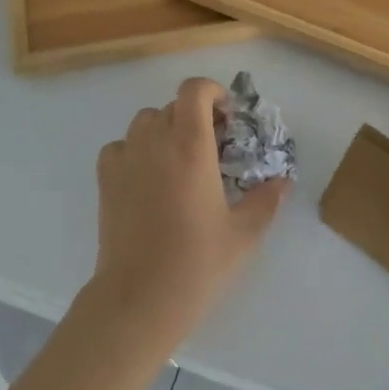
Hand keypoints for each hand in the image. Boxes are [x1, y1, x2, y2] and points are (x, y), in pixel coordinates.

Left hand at [89, 77, 288, 342]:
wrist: (140, 298)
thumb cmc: (198, 263)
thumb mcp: (244, 234)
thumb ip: (266, 200)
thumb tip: (283, 181)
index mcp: (191, 147)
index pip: (194, 91)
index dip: (212, 92)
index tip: (227, 116)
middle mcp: (155, 143)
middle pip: (172, 106)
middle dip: (195, 116)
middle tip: (213, 147)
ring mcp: (125, 160)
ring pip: (144, 122)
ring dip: (165, 129)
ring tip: (180, 161)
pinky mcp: (105, 181)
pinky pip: (119, 146)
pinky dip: (135, 149)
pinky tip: (148, 176)